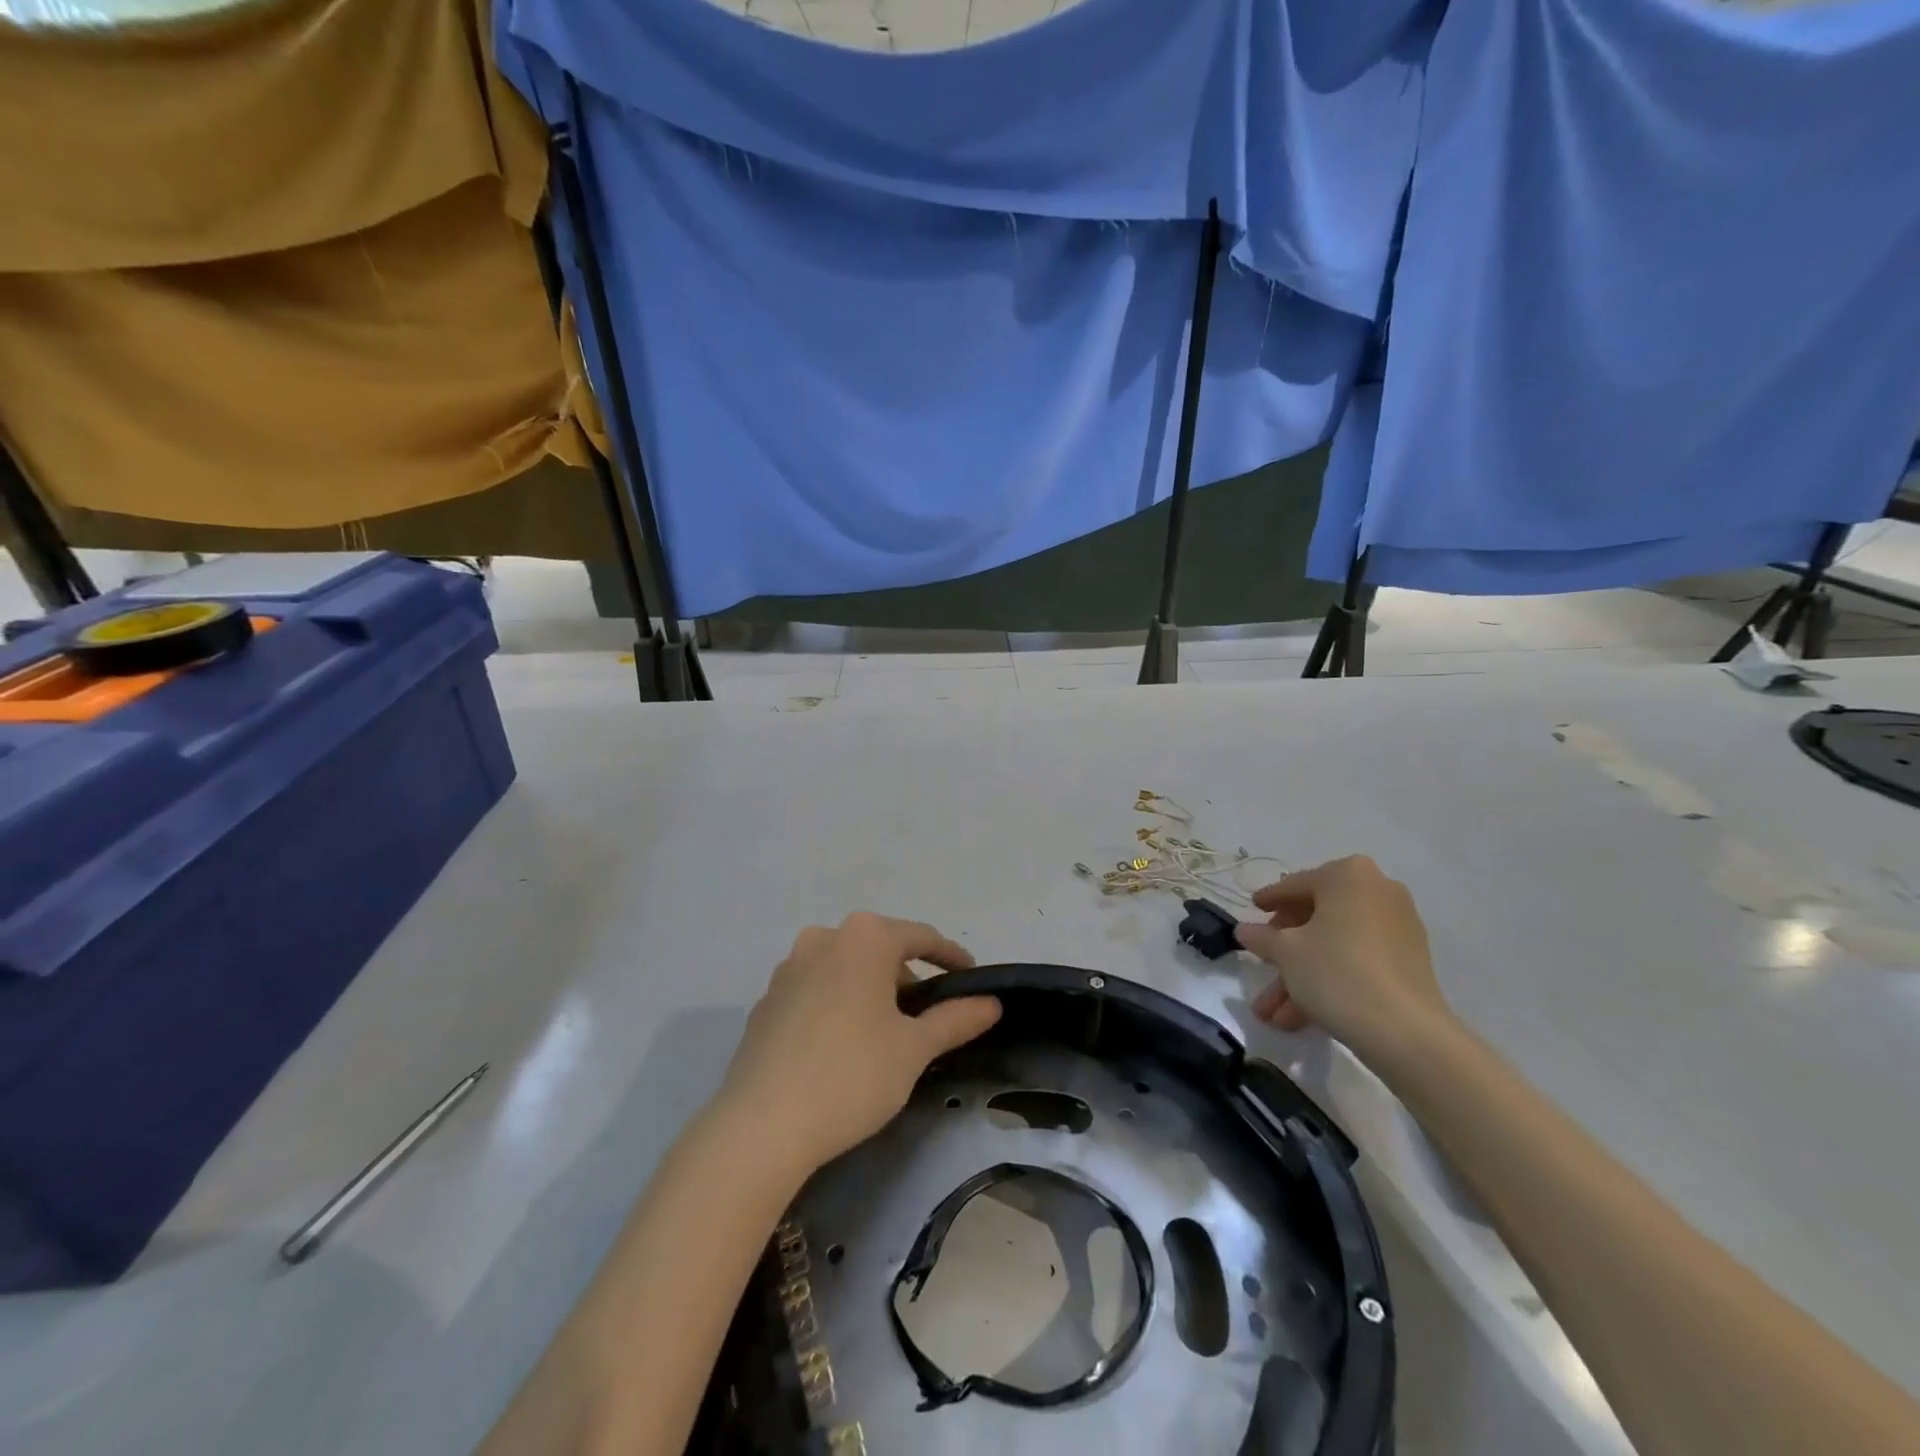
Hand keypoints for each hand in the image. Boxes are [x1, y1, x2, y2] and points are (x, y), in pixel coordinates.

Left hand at [718, 913, 1002, 1175]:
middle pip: (880, 949)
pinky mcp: (766, 1001)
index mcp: (864, 938)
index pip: (921, 937)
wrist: (761, 1125)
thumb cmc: (852, 1074)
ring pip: (845, 969)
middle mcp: (823, 938)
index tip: (972, 980)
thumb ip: (955, 1019)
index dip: (952, 958)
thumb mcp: (914, 1048)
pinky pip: (815, 991)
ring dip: (871, 991)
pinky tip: (842, 1047)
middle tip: (929, 1017)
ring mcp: (788, 969)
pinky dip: (837, 1006)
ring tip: (886, 1034)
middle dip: (908, 978)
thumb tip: (991, 1003)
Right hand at [1234, 856, 1451, 1060]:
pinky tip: (1301, 1016)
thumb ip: (1261, 937)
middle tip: (1261, 969)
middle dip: (1284, 953)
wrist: (1405, 1032)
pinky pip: (1358, 960)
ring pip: (1335, 945)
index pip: (1295, 885)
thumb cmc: (1336, 972)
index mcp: (1348, 876)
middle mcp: (1378, 892)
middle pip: (1316, 918)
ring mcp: (1398, 927)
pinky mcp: (1408, 962)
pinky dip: (1330, 979)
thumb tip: (1244, 930)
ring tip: (1273, 1015)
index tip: (1252, 910)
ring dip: (1301, 976)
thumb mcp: (1285, 952)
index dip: (1269, 901)